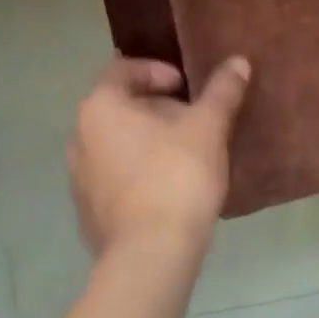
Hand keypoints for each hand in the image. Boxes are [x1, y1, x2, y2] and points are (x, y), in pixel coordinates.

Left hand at [67, 55, 251, 256]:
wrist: (152, 256)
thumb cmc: (176, 175)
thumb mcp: (208, 125)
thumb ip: (222, 90)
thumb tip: (239, 61)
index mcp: (100, 108)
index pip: (122, 70)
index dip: (157, 71)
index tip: (186, 86)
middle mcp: (79, 139)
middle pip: (120, 107)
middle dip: (157, 107)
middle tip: (192, 117)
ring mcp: (79, 180)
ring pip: (117, 143)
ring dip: (148, 140)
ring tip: (186, 150)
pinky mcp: (89, 215)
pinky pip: (115, 177)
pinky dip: (139, 171)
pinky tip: (171, 185)